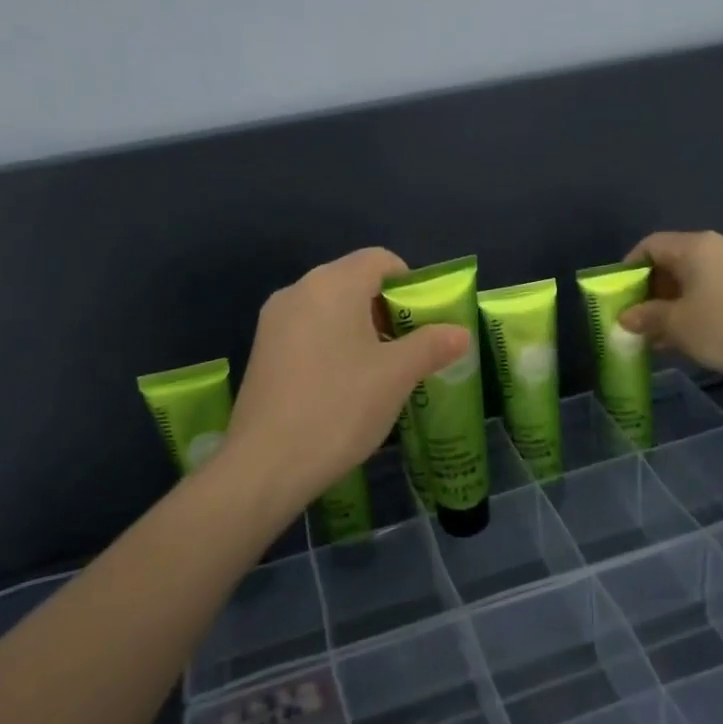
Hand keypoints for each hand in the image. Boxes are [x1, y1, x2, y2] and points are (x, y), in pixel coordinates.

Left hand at [225, 247, 468, 514]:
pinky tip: (343, 386)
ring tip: (381, 371)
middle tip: (409, 349)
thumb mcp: (396, 376)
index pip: (380, 259)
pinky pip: (308, 330)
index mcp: (332, 284)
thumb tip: (460, 333)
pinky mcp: (262, 350)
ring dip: (361, 329)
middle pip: (354, 281)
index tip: (425, 321)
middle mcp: (299, 290)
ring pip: (330, 308)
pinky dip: (333, 344)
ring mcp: (274, 321)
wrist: (266, 464)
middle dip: (387, 309)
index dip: (410, 283)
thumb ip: (431, 346)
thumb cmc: (339, 407)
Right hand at [620, 231, 722, 394]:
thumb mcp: (675, 323)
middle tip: (631, 318)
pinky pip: (706, 296)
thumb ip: (645, 316)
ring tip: (650, 335)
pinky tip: (677, 340)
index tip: (616, 295)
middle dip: (646, 291)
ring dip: (666, 306)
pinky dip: (688, 312)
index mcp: (694, 247)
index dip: (628, 268)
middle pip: (668, 263)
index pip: (650, 246)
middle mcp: (714, 251)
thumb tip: (625, 317)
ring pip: (687, 283)